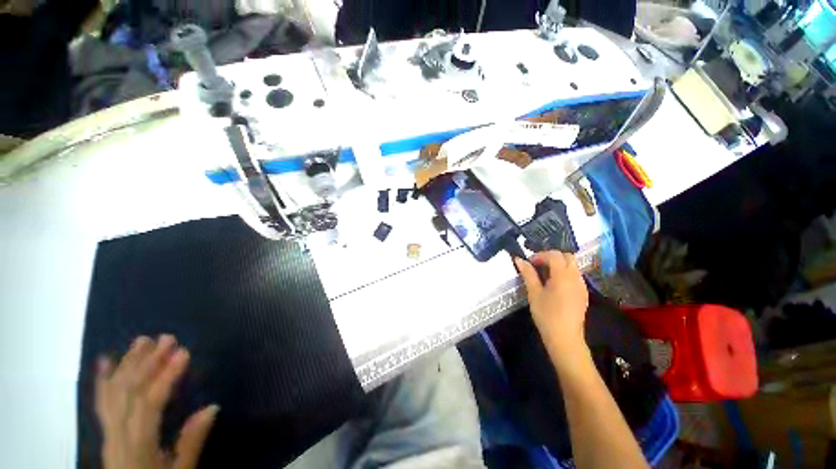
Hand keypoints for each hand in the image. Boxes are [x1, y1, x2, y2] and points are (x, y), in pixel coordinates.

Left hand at [95, 335, 218, 468]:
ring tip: (143, 341)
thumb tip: (212, 406)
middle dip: (147, 363)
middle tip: (166, 338)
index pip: (150, 403)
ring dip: (128, 365)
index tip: (184, 352)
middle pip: (128, 393)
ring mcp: (108, 432)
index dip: (166, 376)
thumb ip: (192, 441)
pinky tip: (105, 361)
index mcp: (138, 444)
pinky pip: (101, 403)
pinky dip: (103, 380)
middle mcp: (117, 434)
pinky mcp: (106, 432)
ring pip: (114, 393)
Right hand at [514, 251, 589, 365]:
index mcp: (563, 276)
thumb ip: (528, 274)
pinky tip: (554, 285)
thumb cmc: (546, 315)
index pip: (554, 255)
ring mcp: (582, 285)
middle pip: (567, 257)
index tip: (529, 263)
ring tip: (545, 275)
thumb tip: (519, 259)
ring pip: (573, 265)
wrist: (565, 338)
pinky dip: (565, 273)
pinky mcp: (583, 293)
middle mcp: (576, 277)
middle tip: (538, 265)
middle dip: (552, 257)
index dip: (540, 255)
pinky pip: (575, 275)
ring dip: (559, 264)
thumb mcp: (534, 293)